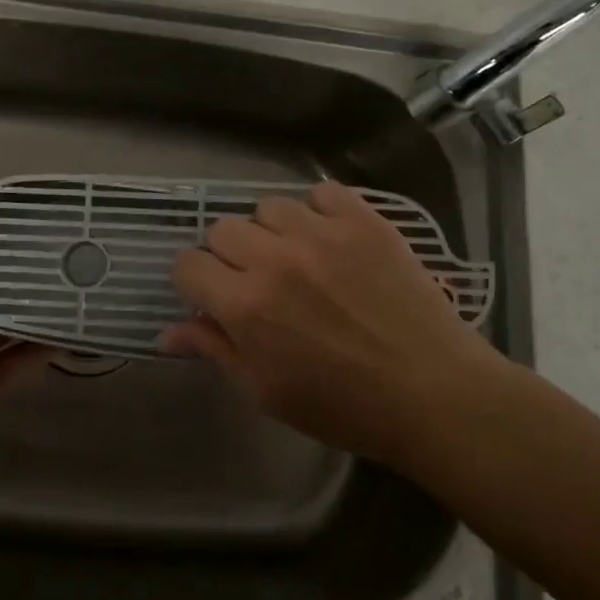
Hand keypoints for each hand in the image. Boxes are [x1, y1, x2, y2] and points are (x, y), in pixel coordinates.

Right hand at [162, 181, 505, 468]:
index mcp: (246, 306)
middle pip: (223, 229)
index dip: (194, 282)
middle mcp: (276, 259)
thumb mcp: (267, 391)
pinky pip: (322, 193)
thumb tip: (166, 333)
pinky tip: (331, 240)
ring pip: (269, 206)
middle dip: (229, 256)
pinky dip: (319, 211)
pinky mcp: (364, 221)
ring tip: (297, 258)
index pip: (188, 265)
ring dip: (272, 232)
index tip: (212, 296)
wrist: (433, 393)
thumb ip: (215, 350)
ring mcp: (323, 234)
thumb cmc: (344, 406)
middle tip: (257, 282)